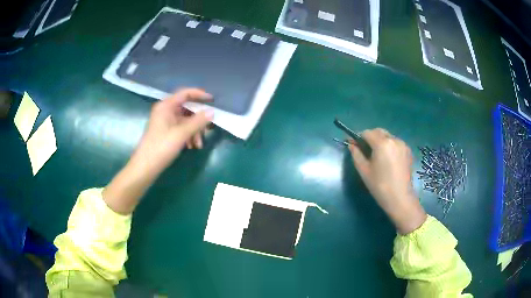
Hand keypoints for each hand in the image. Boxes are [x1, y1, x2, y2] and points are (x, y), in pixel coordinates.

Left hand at [103, 88, 212, 214]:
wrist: (145, 167)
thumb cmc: (161, 147)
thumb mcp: (181, 134)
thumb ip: (198, 121)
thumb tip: (212, 112)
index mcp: (166, 106)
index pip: (185, 93)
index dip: (199, 94)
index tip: (212, 100)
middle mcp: (165, 111)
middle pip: (187, 109)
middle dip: (198, 120)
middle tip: (207, 130)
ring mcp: (165, 122)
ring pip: (185, 121)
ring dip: (194, 131)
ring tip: (198, 145)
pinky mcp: (165, 132)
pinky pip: (181, 129)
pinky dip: (188, 136)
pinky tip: (191, 146)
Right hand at [349, 128, 425, 233]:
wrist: (400, 198)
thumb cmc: (380, 185)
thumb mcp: (364, 170)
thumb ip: (356, 154)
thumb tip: (351, 145)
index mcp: (382, 143)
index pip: (367, 132)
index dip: (358, 137)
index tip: (353, 144)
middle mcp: (394, 139)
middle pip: (378, 132)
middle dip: (370, 137)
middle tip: (364, 150)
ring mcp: (403, 144)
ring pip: (388, 136)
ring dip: (380, 141)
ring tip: (377, 155)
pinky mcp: (408, 151)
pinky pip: (395, 143)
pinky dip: (389, 146)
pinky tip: (387, 159)